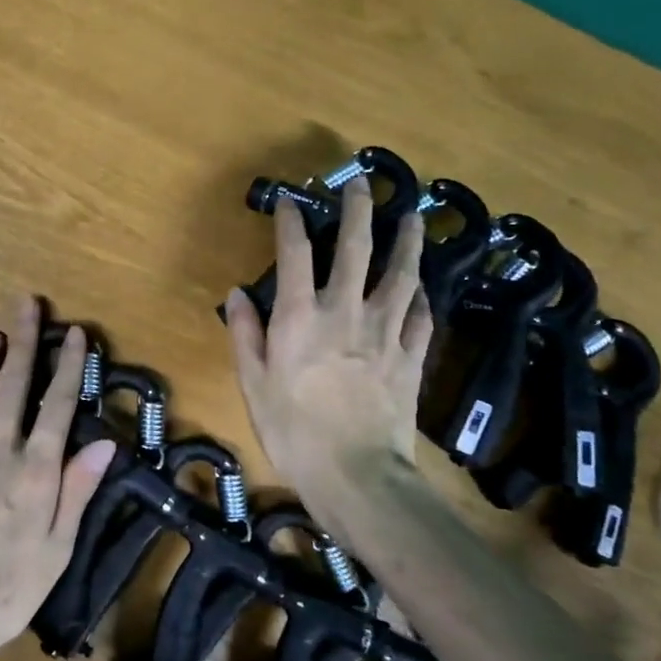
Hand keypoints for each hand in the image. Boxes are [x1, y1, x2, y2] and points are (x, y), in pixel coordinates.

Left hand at [0, 297, 118, 657]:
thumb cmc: (8, 587)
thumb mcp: (57, 547)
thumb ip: (77, 490)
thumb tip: (104, 445)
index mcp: (35, 469)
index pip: (57, 404)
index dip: (68, 365)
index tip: (74, 332)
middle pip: (12, 383)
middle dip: (22, 340)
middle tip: (26, 304)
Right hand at [224, 176, 433, 530]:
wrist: (356, 475)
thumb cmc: (292, 431)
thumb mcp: (252, 383)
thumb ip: (245, 333)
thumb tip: (237, 293)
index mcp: (300, 316)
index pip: (294, 253)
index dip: (291, 221)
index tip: (290, 200)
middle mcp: (345, 311)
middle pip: (356, 249)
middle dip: (359, 211)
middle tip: (363, 184)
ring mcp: (385, 332)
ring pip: (401, 275)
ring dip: (407, 242)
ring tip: (413, 218)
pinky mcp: (411, 357)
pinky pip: (421, 317)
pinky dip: (422, 298)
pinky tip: (422, 288)